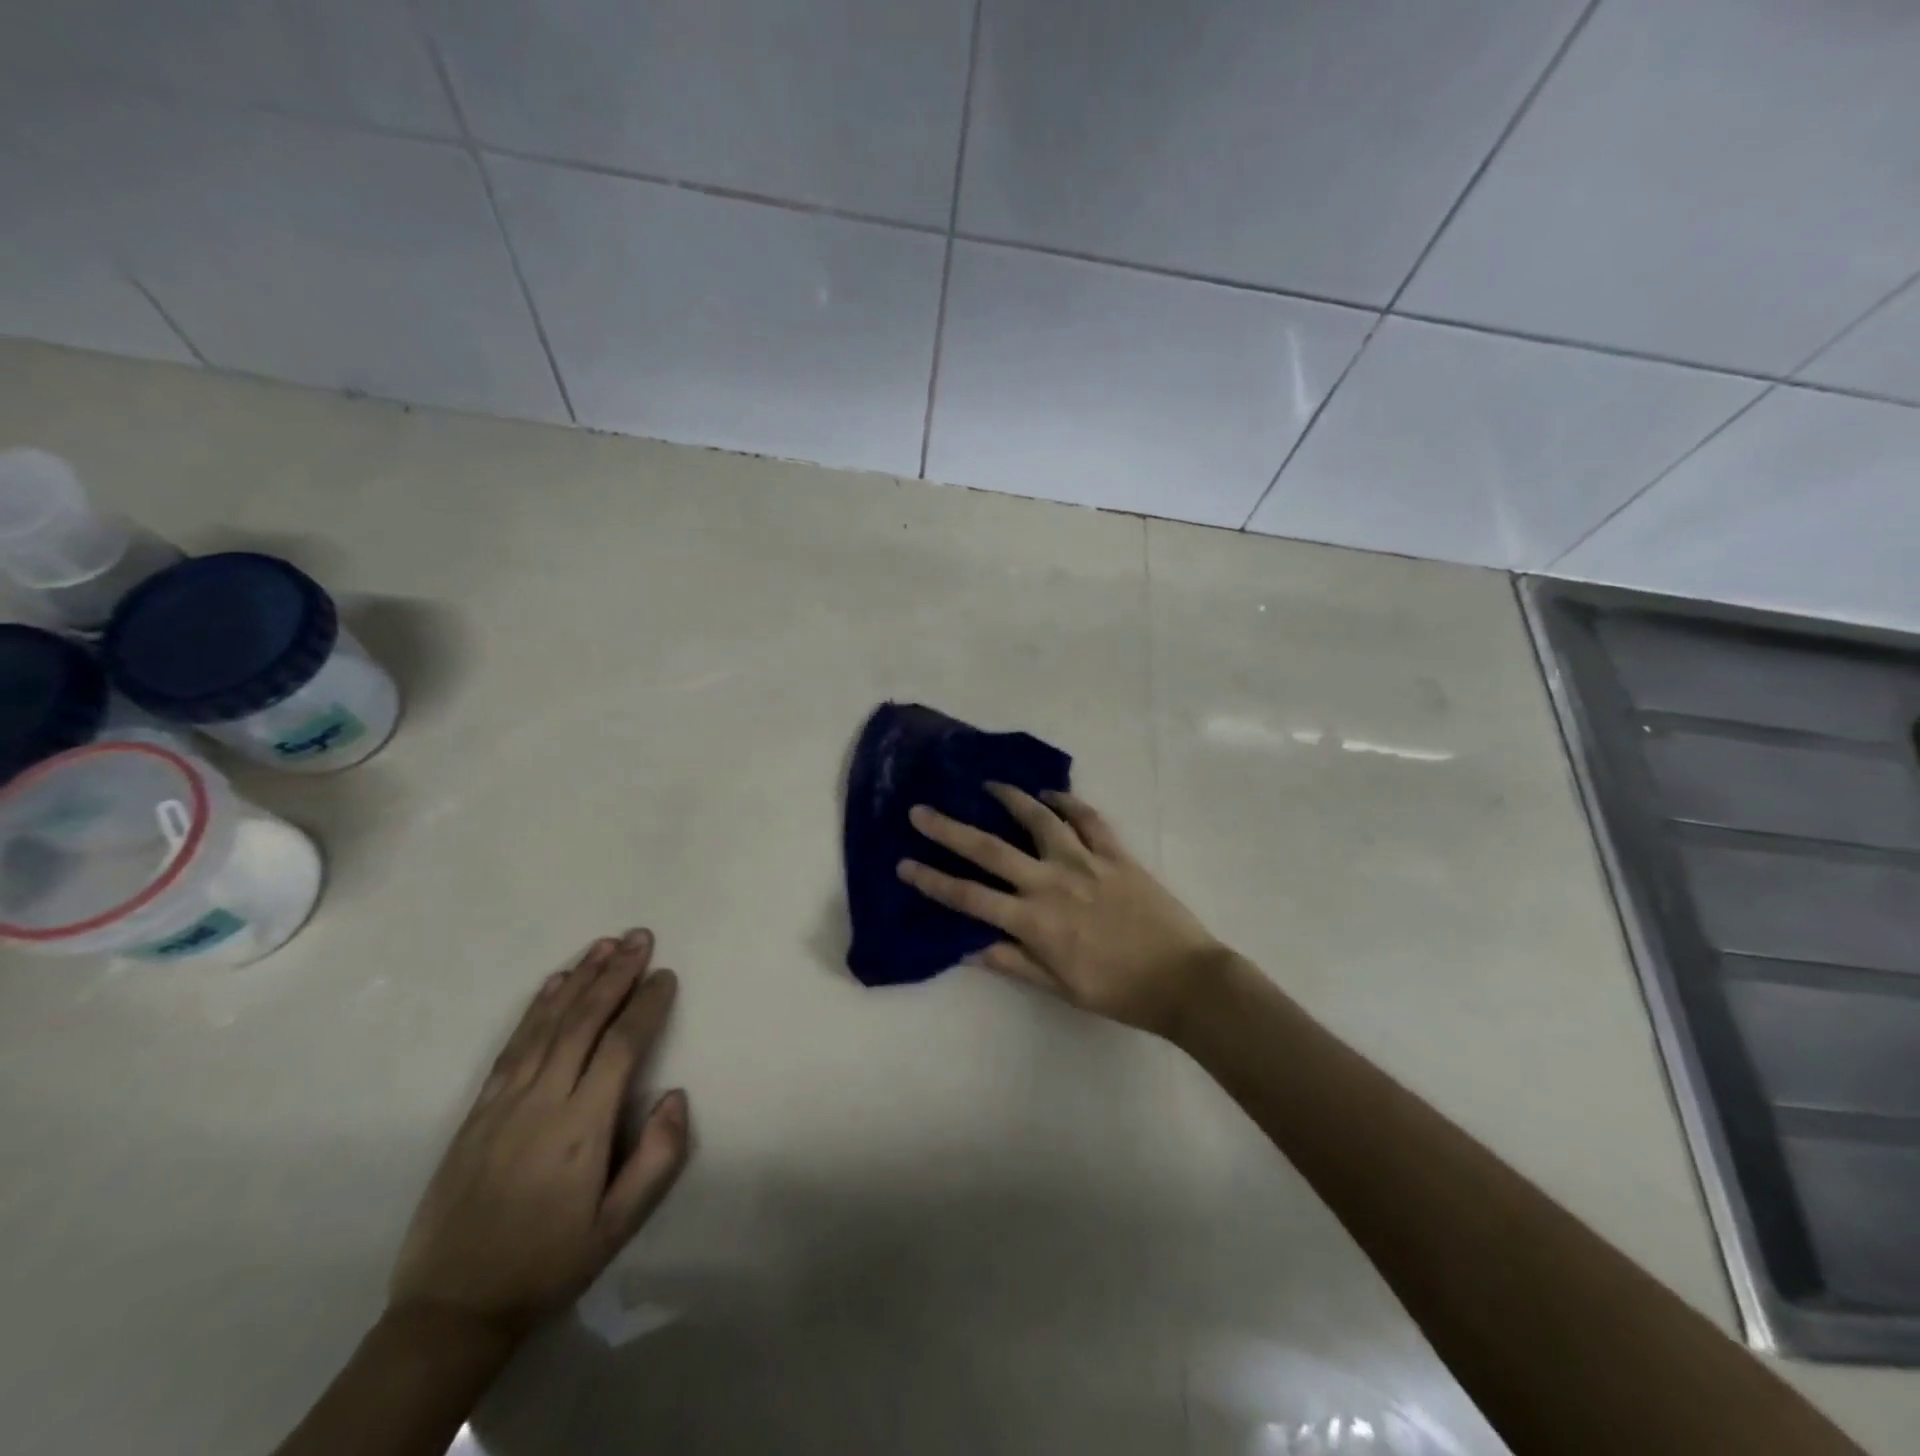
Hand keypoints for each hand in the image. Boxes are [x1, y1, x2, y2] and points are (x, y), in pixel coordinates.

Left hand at [388, 930, 690, 1341]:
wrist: (450, 1309)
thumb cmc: (547, 1264)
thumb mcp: (617, 1227)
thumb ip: (657, 1159)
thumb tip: (675, 1095)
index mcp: (581, 1127)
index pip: (621, 1046)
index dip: (646, 1005)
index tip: (666, 975)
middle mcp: (543, 1100)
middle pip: (584, 1020)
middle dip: (615, 974)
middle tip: (640, 937)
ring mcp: (505, 1101)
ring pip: (548, 1023)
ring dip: (579, 978)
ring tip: (605, 945)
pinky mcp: (478, 1109)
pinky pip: (513, 1044)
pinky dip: (537, 1007)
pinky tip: (554, 983)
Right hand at [897, 786, 1226, 1038]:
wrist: (1184, 979)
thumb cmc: (1119, 991)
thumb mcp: (1060, 988)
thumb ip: (1014, 962)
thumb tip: (969, 947)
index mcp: (1034, 920)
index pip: (969, 897)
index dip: (932, 880)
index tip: (904, 863)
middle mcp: (1051, 882)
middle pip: (990, 849)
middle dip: (949, 830)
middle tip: (920, 811)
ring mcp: (1085, 861)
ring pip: (1038, 819)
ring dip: (1009, 798)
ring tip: (988, 785)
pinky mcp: (1116, 853)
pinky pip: (1088, 818)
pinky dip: (1067, 802)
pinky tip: (1052, 795)